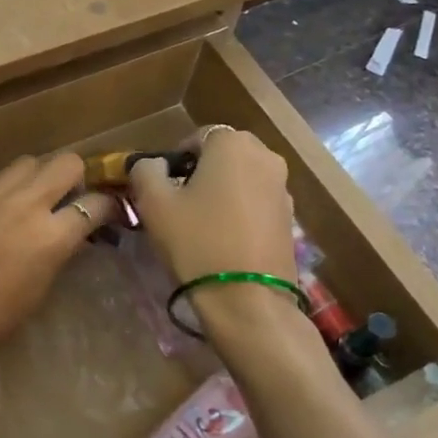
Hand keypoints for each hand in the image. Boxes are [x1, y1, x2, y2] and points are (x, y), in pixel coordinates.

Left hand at [0, 155, 118, 359]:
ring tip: (20, 200)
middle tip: (64, 196)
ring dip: (30, 179)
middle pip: (66, 163)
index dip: (105, 206)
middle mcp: (25, 204)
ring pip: (24, 163)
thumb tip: (68, 233)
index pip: (96, 203)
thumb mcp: (40, 290)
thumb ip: (58, 252)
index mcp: (52, 236)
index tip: (102, 212)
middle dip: (73, 176)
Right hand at [128, 126, 296, 285]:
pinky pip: (257, 202)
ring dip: (222, 192)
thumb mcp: (153, 203)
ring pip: (242, 179)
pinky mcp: (291, 218)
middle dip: (201, 173)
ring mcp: (283, 188)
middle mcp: (265, 157)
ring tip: (202, 225)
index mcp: (233, 144)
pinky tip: (225, 240)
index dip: (176, 160)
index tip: (164, 188)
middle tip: (180, 205)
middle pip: (223, 156)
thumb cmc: (196, 241)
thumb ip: (146, 170)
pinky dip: (240, 211)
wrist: (247, 299)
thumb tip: (153, 165)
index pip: (197, 138)